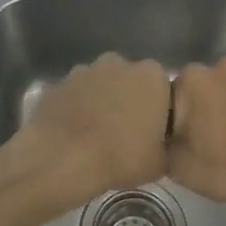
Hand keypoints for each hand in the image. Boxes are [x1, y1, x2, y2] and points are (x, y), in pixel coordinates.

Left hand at [10, 52, 170, 210]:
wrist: (63, 159)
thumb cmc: (121, 156)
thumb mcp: (160, 163)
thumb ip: (167, 145)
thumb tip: (161, 144)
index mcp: (151, 76)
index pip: (163, 88)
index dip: (159, 110)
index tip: (153, 133)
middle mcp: (119, 63)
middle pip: (130, 81)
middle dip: (129, 100)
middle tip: (126, 133)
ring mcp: (85, 70)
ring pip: (100, 85)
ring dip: (101, 102)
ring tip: (97, 135)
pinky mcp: (58, 83)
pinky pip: (75, 95)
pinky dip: (76, 108)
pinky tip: (74, 134)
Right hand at [168, 55, 225, 219]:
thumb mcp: (183, 169)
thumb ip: (163, 147)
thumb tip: (164, 140)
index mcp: (194, 80)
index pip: (172, 97)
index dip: (176, 122)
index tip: (185, 143)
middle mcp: (224, 65)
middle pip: (204, 89)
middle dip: (205, 110)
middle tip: (212, 142)